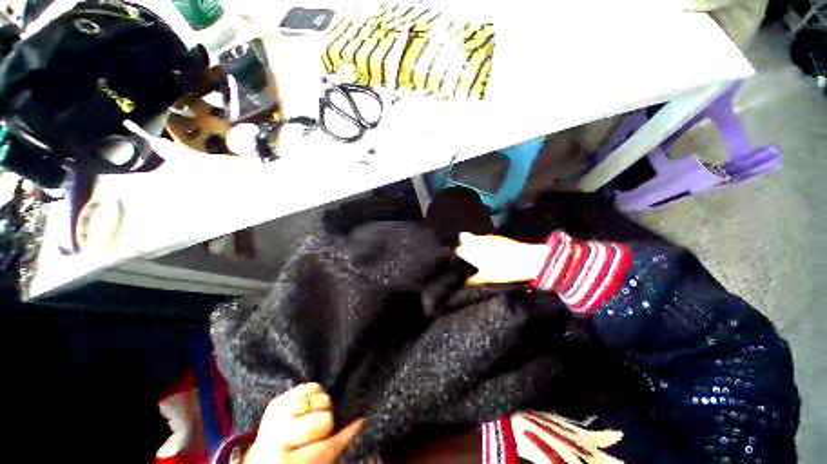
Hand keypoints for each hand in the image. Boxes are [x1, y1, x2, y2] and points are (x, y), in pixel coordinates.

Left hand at [242, 383, 362, 463]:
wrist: (262, 457)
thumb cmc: (293, 462)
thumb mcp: (314, 463)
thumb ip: (336, 445)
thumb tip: (360, 422)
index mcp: (286, 461)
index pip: (326, 445)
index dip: (345, 435)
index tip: (359, 423)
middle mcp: (278, 437)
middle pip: (324, 420)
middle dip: (327, 424)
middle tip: (320, 432)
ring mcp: (277, 414)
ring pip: (321, 398)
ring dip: (321, 408)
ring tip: (312, 418)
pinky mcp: (278, 399)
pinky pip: (311, 385)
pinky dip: (315, 394)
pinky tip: (307, 407)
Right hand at [455, 233, 549, 285]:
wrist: (527, 259)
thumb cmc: (503, 270)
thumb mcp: (487, 278)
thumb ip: (473, 280)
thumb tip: (464, 282)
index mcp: (471, 250)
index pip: (456, 249)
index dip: (454, 253)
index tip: (454, 258)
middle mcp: (476, 241)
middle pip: (462, 237)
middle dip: (460, 243)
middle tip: (462, 252)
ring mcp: (486, 237)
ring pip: (473, 237)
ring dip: (470, 242)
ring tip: (473, 251)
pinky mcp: (496, 237)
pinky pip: (483, 238)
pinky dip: (480, 242)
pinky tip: (486, 250)